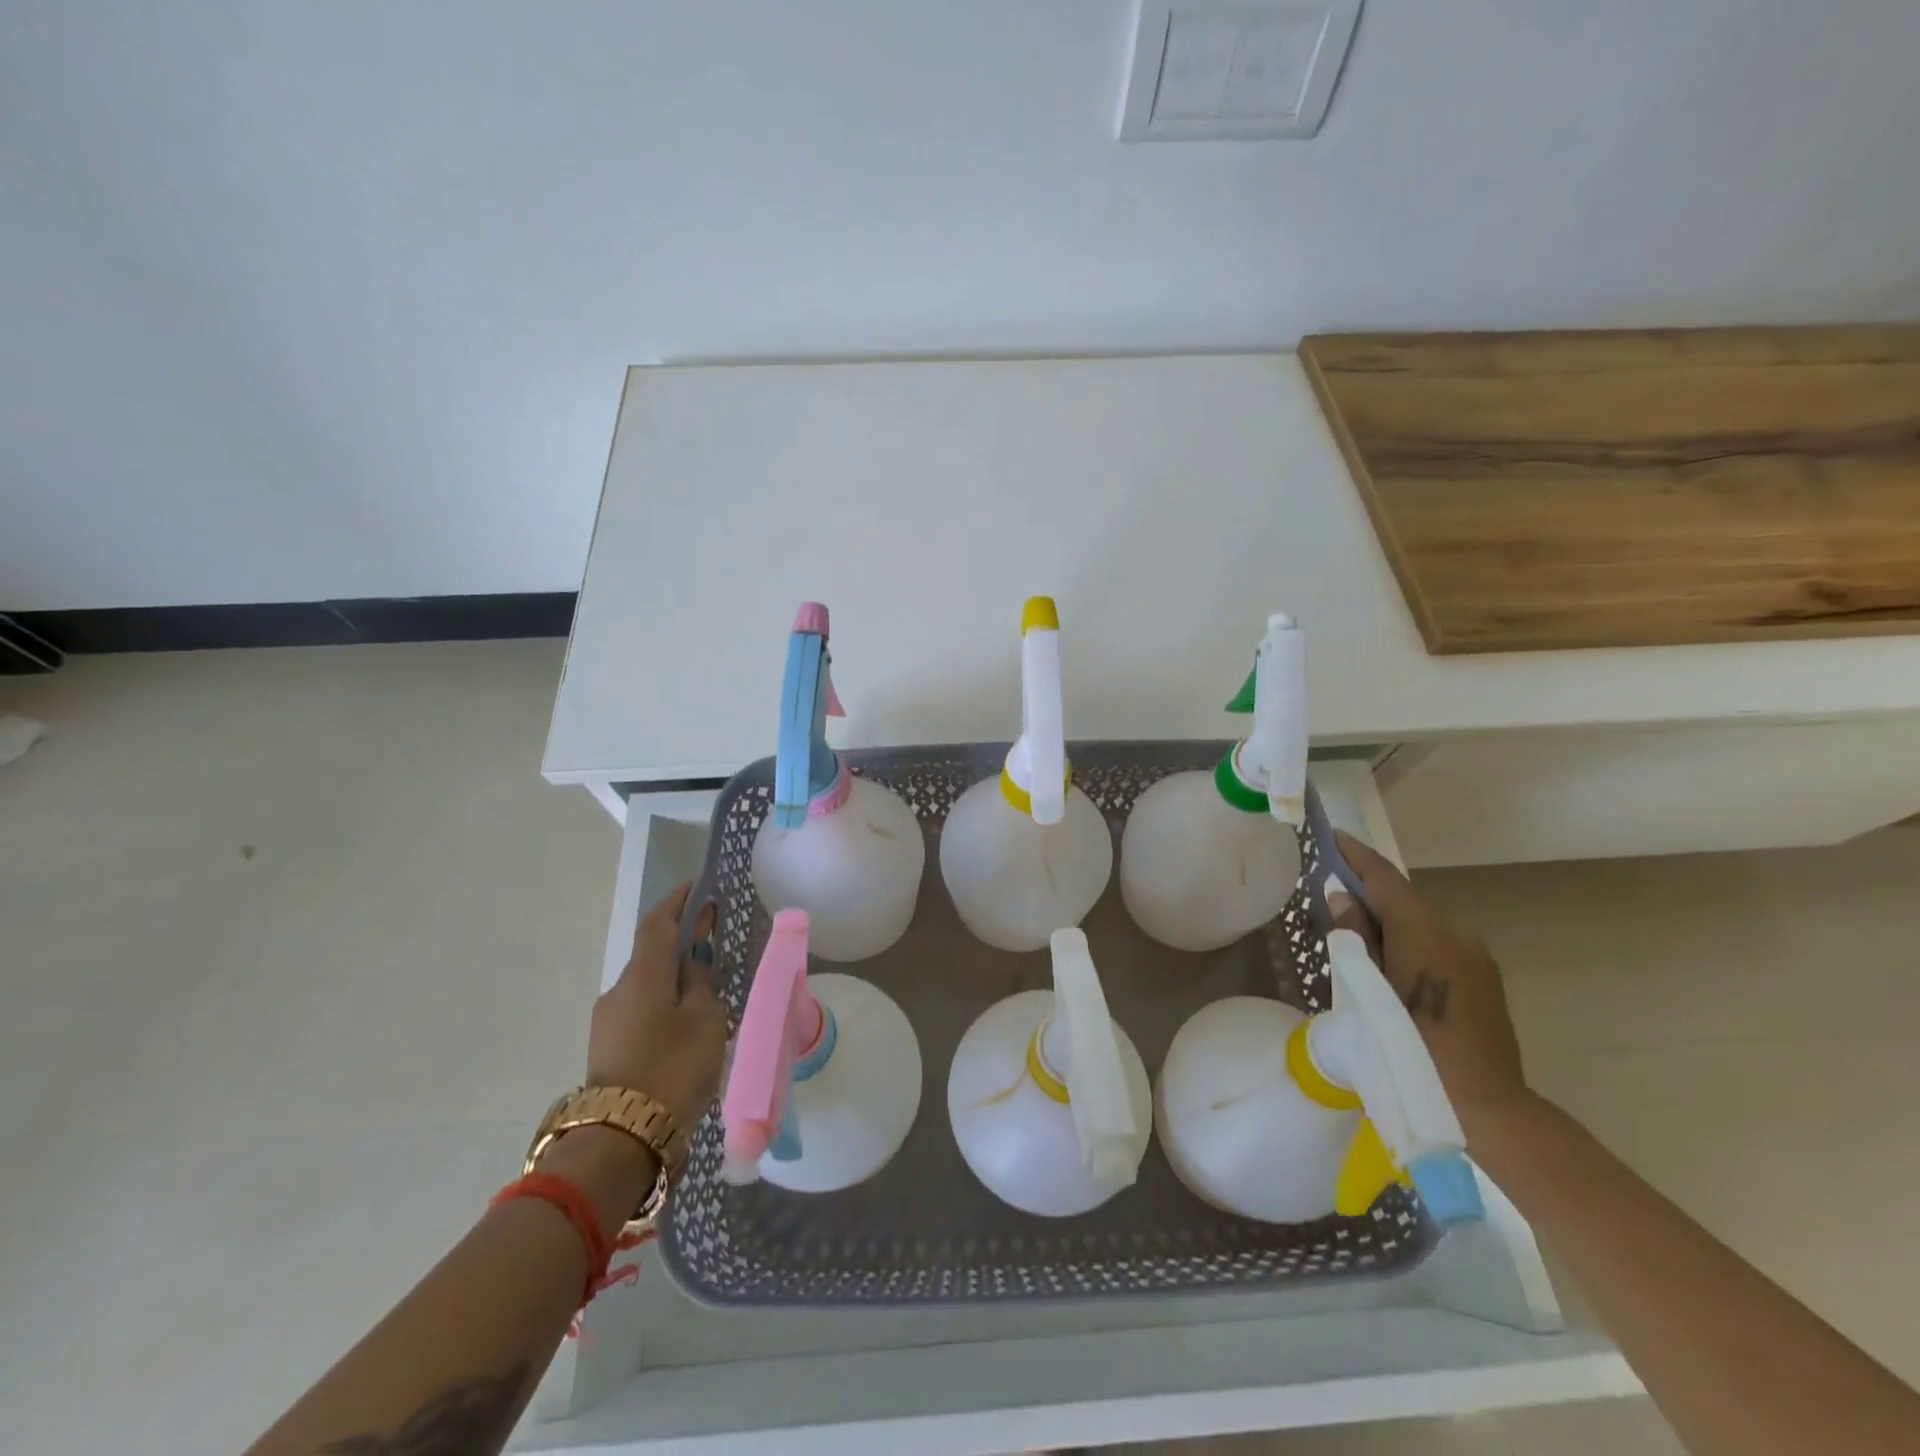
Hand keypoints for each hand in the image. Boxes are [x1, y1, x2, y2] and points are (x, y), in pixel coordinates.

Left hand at [587, 881, 726, 1130]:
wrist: (623, 1138)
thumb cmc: (674, 1067)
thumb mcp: (706, 1019)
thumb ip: (701, 984)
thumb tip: (692, 966)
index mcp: (643, 975)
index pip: (658, 922)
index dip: (679, 900)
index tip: (700, 886)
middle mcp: (619, 989)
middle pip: (652, 953)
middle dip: (681, 941)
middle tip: (714, 936)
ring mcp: (608, 1019)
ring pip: (647, 984)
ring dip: (673, 976)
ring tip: (708, 988)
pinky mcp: (607, 1046)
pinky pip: (640, 1009)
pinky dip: (664, 1001)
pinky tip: (687, 1021)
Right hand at [1328, 832, 1529, 1138]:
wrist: (1484, 1110)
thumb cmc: (1409, 1049)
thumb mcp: (1365, 991)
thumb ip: (1354, 938)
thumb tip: (1343, 898)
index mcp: (1425, 932)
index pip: (1385, 878)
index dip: (1357, 856)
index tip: (1333, 837)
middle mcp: (1456, 935)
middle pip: (1404, 902)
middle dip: (1368, 896)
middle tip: (1330, 900)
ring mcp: (1476, 960)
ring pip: (1421, 927)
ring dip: (1389, 925)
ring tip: (1355, 943)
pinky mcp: (1484, 984)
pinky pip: (1437, 949)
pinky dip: (1409, 946)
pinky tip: (1389, 970)